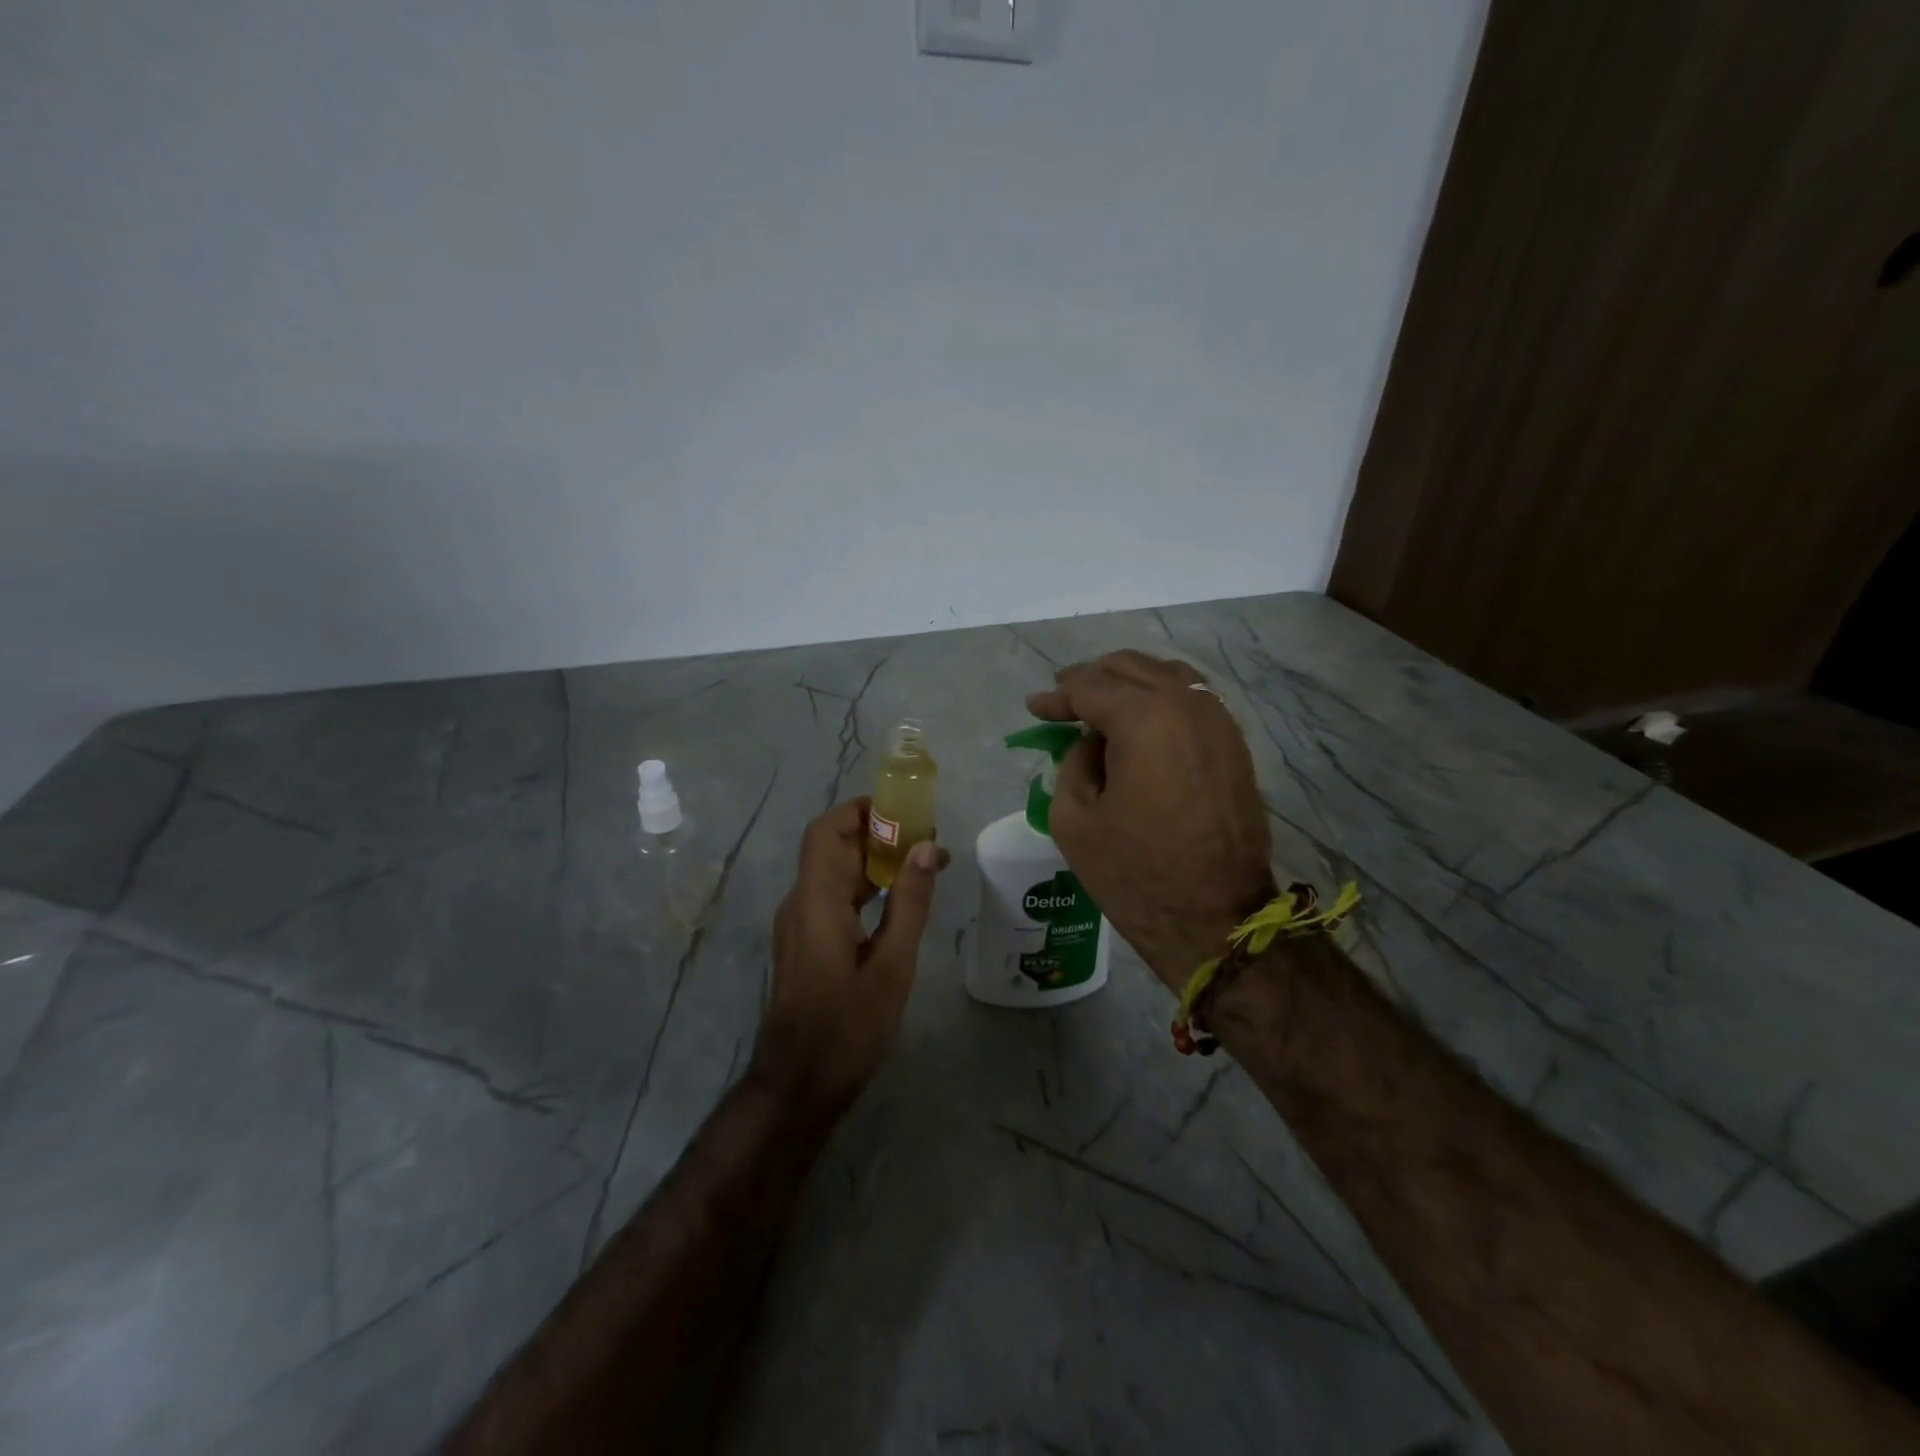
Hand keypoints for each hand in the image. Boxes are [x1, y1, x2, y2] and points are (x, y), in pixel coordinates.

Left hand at [753, 799, 950, 1116]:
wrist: (799, 1085)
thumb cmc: (847, 1027)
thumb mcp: (891, 965)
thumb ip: (909, 903)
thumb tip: (926, 849)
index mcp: (816, 900)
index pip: (827, 831)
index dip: (860, 811)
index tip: (903, 809)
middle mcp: (801, 903)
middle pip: (832, 848)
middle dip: (876, 834)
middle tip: (925, 838)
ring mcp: (799, 925)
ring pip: (833, 873)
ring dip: (872, 861)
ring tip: (921, 863)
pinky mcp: (806, 944)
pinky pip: (833, 898)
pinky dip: (864, 888)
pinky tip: (898, 899)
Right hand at [1028, 650, 1274, 993]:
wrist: (1216, 920)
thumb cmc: (1136, 874)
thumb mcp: (1073, 819)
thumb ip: (1072, 763)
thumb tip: (1091, 743)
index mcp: (1144, 719)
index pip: (1090, 687)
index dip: (1057, 696)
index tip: (1035, 707)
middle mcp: (1187, 706)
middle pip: (1131, 668)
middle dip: (1092, 679)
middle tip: (1063, 697)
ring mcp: (1219, 722)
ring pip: (1167, 676)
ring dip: (1129, 683)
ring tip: (1100, 703)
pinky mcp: (1235, 745)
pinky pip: (1192, 700)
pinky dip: (1161, 698)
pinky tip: (1141, 720)